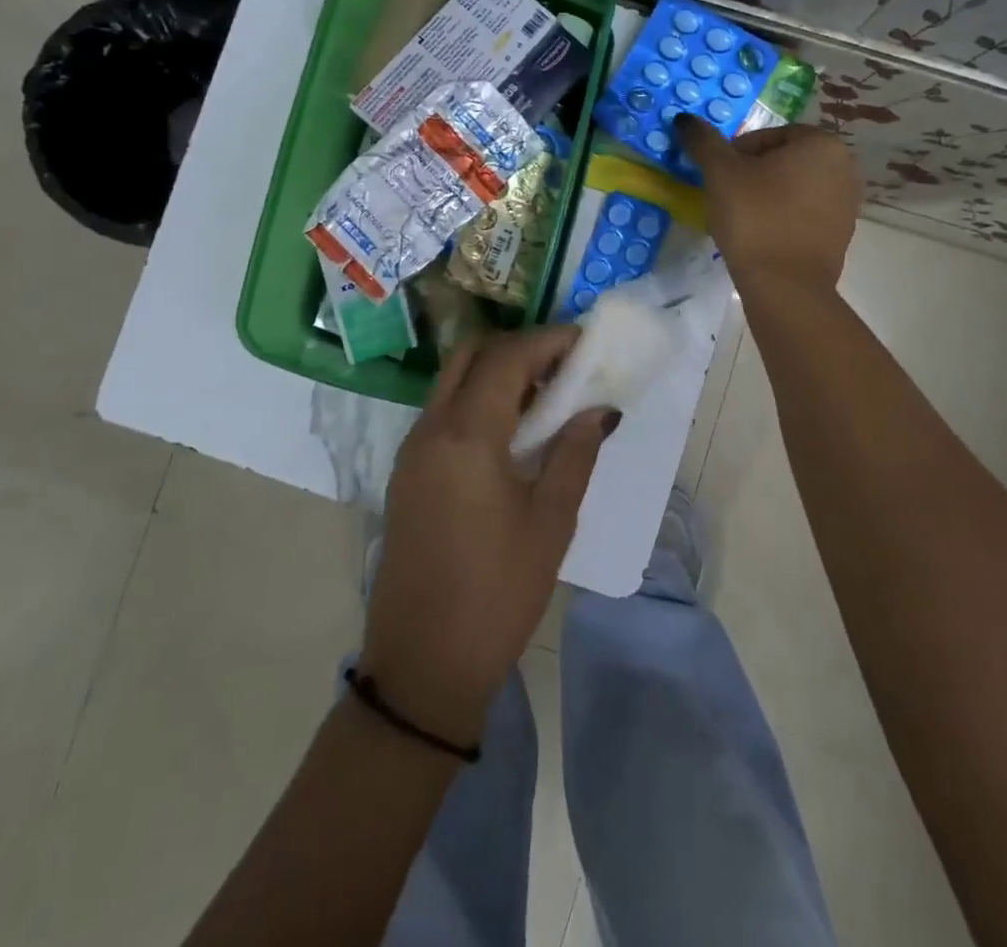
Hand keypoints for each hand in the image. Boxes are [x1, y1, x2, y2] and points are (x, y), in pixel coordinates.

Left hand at [361, 327, 617, 742]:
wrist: (422, 665)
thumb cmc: (497, 594)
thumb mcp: (550, 523)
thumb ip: (575, 454)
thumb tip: (599, 409)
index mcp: (465, 436)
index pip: (507, 359)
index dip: (547, 341)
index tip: (584, 341)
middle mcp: (430, 430)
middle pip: (470, 356)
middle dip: (518, 347)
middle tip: (563, 364)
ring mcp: (412, 450)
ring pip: (452, 381)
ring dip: (496, 373)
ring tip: (546, 394)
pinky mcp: (407, 473)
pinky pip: (443, 412)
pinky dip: (477, 400)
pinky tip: (513, 430)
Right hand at [675, 116, 859, 294]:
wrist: (785, 286)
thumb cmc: (754, 218)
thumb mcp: (721, 173)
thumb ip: (703, 141)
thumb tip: (685, 119)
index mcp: (821, 143)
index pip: (767, 136)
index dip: (735, 154)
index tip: (719, 178)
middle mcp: (844, 167)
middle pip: (782, 161)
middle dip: (753, 174)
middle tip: (726, 197)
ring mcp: (847, 203)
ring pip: (793, 188)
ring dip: (767, 196)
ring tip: (741, 219)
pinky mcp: (841, 234)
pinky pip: (804, 214)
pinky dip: (782, 218)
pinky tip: (761, 236)